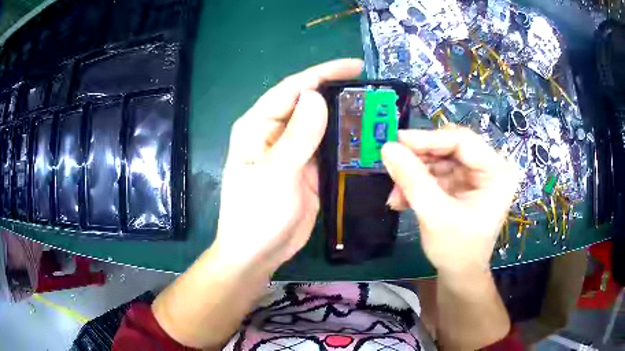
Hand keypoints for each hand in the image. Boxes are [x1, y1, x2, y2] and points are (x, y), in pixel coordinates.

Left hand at [213, 59, 362, 274]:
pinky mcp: (308, 169)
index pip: (293, 88)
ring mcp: (294, 151)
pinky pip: (330, 149)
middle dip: (340, 93)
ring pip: (323, 125)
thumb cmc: (255, 216)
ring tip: (378, 111)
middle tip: (375, 91)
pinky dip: (347, 143)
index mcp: (258, 126)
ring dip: (347, 118)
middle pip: (310, 103)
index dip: (323, 73)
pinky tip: (369, 139)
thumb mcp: (275, 175)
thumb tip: (317, 96)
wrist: (257, 254)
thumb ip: (297, 136)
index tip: (356, 66)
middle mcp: (276, 133)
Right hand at [381, 126, 518, 275]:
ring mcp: (477, 175)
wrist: (460, 274)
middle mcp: (490, 167)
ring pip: (440, 158)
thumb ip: (412, 180)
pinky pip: (437, 171)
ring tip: (397, 194)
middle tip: (394, 166)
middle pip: (451, 146)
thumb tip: (387, 147)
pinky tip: (403, 198)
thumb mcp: (434, 215)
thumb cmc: (456, 250)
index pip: (463, 141)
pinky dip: (419, 182)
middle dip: (420, 159)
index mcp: (497, 172)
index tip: (396, 141)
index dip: (428, 139)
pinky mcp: (464, 183)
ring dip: (415, 173)